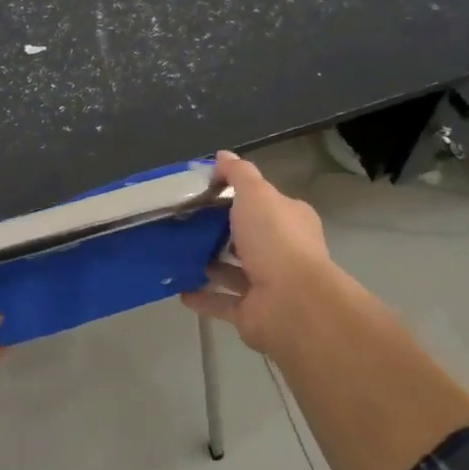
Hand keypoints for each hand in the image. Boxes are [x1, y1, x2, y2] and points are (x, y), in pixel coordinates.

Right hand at [181, 151, 339, 358]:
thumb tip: (222, 156)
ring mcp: (267, 285)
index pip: (263, 203)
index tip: (204, 192)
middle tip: (183, 222)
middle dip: (220, 231)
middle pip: (247, 237)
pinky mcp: (251, 313)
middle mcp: (282, 251)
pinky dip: (202, 296)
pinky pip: (221, 302)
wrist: (291, 303)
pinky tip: (178, 289)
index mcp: (290, 220)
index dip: (237, 196)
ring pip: (233, 271)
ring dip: (209, 264)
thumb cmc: (275, 240)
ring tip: (176, 253)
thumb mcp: (256, 193)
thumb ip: (238, 174)